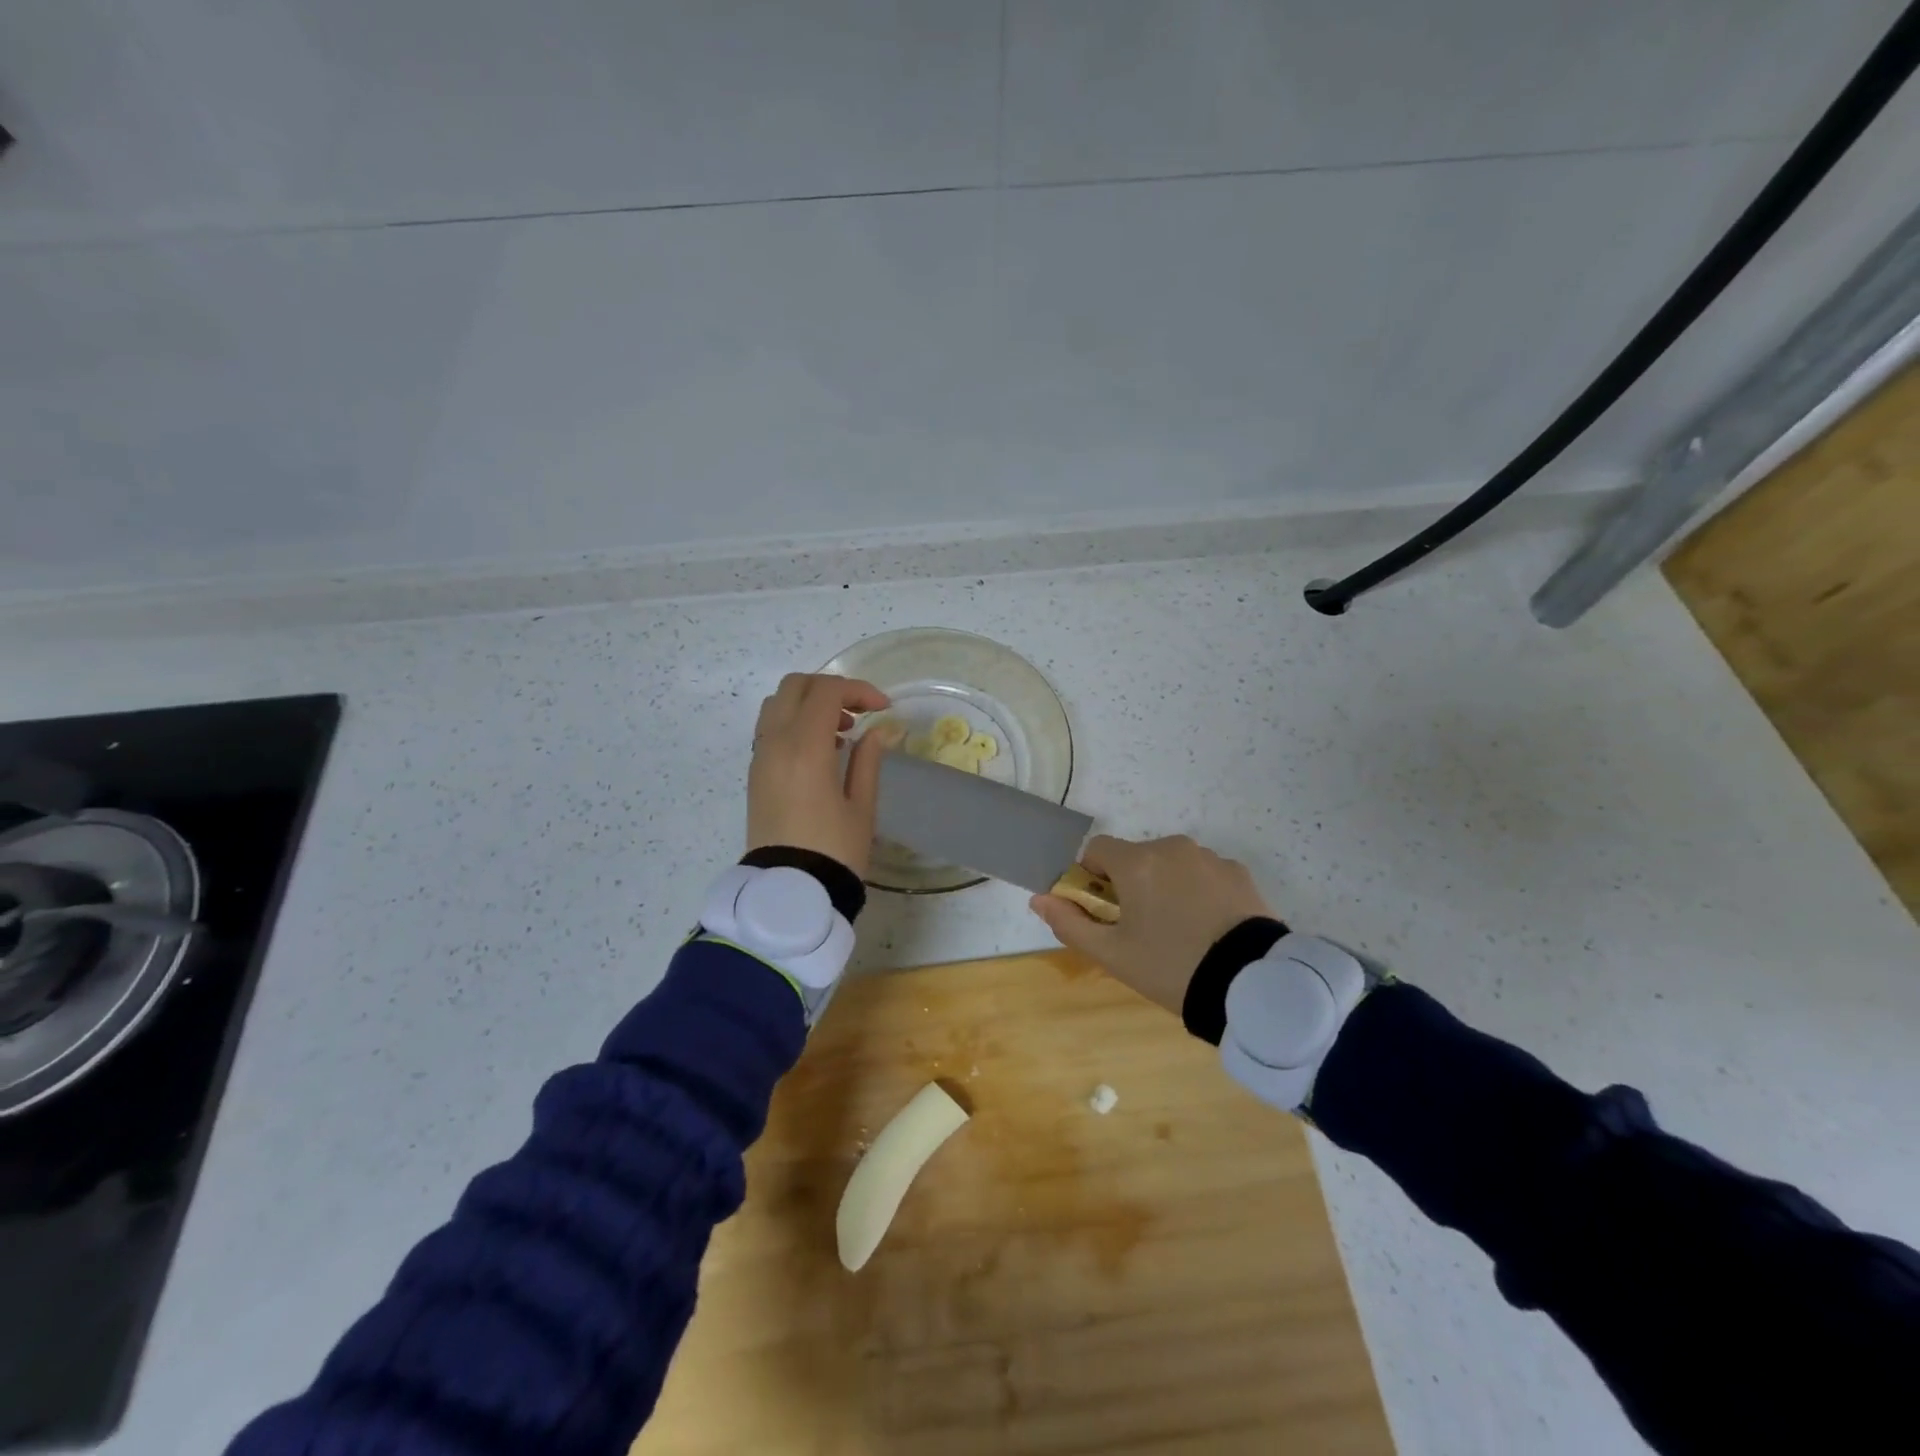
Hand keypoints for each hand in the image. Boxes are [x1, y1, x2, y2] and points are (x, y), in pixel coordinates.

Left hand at [747, 673, 900, 878]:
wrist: (789, 893)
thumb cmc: (834, 851)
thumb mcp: (862, 806)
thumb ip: (868, 760)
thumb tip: (878, 731)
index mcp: (805, 748)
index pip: (827, 692)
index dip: (859, 690)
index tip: (884, 708)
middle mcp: (775, 743)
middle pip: (795, 686)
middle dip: (830, 688)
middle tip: (859, 713)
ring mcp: (760, 757)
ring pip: (777, 703)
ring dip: (809, 703)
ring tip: (840, 732)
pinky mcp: (755, 773)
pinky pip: (770, 728)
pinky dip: (794, 722)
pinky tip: (821, 751)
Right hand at [1030, 835, 1273, 1013]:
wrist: (1252, 985)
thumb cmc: (1171, 967)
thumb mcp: (1112, 955)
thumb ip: (1070, 924)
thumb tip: (1039, 899)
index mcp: (1137, 862)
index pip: (1097, 849)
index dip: (1092, 876)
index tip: (1104, 910)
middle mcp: (1172, 847)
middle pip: (1136, 857)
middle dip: (1130, 884)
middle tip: (1141, 929)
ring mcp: (1210, 858)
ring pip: (1171, 864)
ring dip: (1166, 886)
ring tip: (1180, 932)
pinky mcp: (1239, 873)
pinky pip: (1204, 874)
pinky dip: (1199, 892)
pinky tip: (1209, 928)